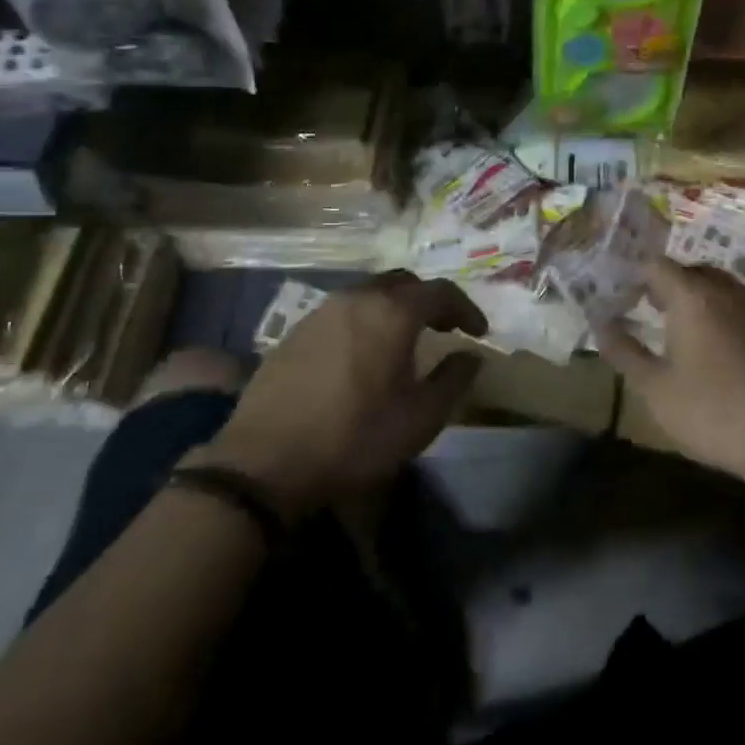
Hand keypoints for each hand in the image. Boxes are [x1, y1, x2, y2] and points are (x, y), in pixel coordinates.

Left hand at [195, 271, 486, 519]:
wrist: (266, 461)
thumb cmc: (356, 437)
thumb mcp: (421, 418)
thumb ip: (454, 379)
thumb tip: (472, 355)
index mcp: (392, 312)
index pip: (440, 292)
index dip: (465, 308)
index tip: (478, 331)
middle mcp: (357, 298)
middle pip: (402, 282)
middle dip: (428, 300)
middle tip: (442, 328)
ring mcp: (321, 311)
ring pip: (368, 293)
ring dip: (393, 309)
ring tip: (403, 341)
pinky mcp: (294, 331)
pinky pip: (342, 312)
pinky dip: (364, 321)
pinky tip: (362, 354)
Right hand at [597, 259, 744, 489]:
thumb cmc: (714, 411)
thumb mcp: (656, 389)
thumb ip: (625, 353)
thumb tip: (601, 326)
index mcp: (693, 296)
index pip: (656, 265)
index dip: (633, 275)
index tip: (617, 295)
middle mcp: (725, 291)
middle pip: (688, 271)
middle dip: (662, 284)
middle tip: (641, 308)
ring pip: (715, 287)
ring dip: (691, 298)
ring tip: (672, 327)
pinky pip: (735, 307)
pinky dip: (715, 314)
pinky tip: (709, 348)